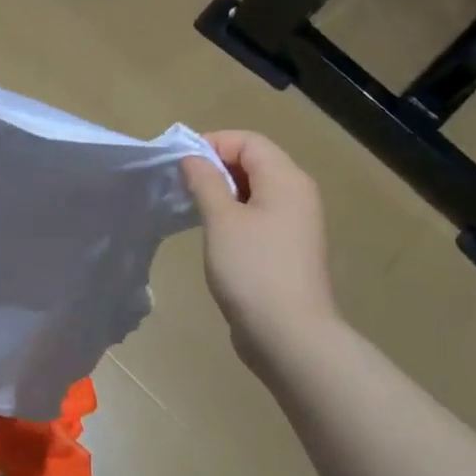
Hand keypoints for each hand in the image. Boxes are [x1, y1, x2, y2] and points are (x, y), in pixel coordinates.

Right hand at [182, 131, 337, 371]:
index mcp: (286, 179)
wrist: (289, 334)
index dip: (212, 144)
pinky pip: (259, 216)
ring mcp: (295, 223)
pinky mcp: (287, 248)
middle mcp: (297, 194)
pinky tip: (212, 233)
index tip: (179, 164)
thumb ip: (205, 182)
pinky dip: (234, 215)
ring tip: (191, 208)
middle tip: (180, 185)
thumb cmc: (252, 269)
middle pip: (254, 162)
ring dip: (222, 192)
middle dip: (215, 167)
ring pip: (255, 191)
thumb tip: (193, 158)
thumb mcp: (221, 220)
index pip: (248, 141)